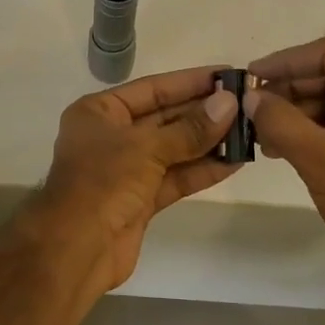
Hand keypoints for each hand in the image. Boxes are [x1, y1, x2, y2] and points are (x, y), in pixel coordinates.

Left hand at [30, 66, 240, 296]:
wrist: (75, 249)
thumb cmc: (102, 183)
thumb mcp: (146, 148)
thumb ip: (190, 129)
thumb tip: (229, 104)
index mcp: (99, 112)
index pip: (152, 89)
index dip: (191, 81)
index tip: (228, 75)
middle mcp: (112, 137)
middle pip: (165, 118)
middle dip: (204, 113)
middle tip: (247, 104)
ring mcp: (127, 170)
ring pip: (174, 150)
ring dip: (209, 142)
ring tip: (249, 132)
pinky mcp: (141, 200)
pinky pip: (175, 178)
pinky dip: (202, 170)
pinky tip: (234, 162)